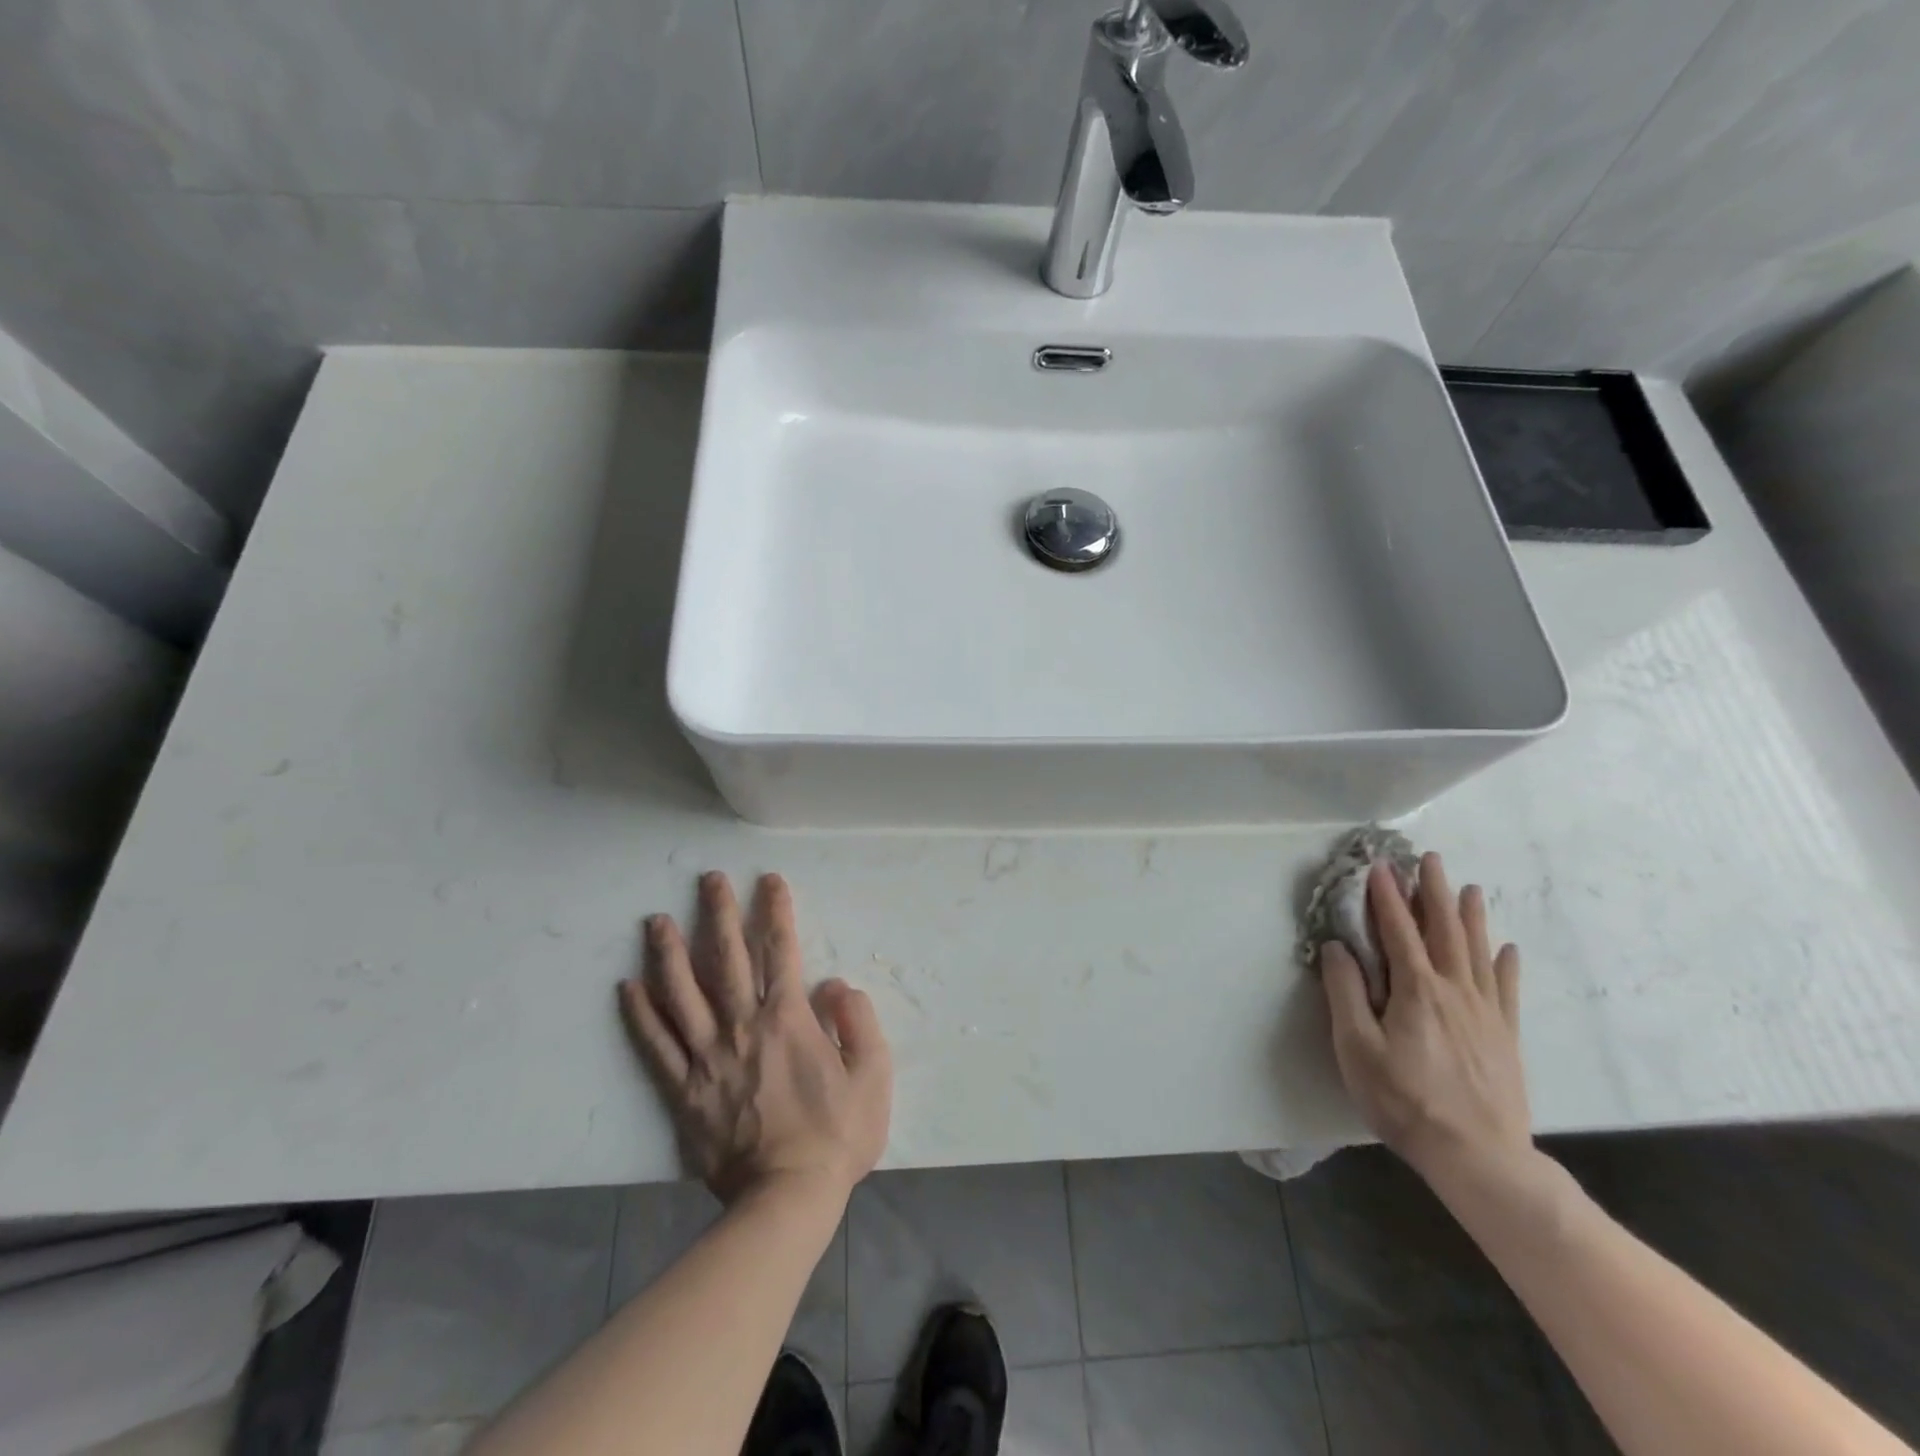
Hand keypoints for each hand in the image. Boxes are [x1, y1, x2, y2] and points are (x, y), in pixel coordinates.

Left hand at [620, 872, 891, 1206]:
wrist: (786, 1199)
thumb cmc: (835, 1136)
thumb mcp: (873, 1076)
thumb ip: (859, 1023)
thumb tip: (836, 984)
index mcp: (788, 1019)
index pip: (781, 951)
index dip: (776, 911)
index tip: (769, 880)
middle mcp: (743, 1026)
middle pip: (727, 959)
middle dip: (720, 914)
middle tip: (708, 879)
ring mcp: (708, 1058)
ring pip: (683, 994)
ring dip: (669, 953)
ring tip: (656, 921)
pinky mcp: (683, 1091)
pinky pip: (656, 1047)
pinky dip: (641, 1016)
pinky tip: (627, 987)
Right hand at [1321, 853, 1531, 1190]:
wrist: (1479, 1157)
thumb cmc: (1405, 1100)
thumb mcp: (1357, 1048)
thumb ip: (1345, 992)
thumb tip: (1337, 946)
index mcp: (1416, 990)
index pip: (1397, 930)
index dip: (1387, 896)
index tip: (1379, 866)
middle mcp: (1454, 990)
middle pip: (1444, 931)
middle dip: (1435, 892)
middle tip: (1431, 860)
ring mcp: (1486, 1013)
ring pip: (1478, 952)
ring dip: (1471, 917)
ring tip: (1471, 888)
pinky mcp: (1505, 1037)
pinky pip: (1507, 989)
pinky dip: (1505, 964)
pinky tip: (1507, 949)